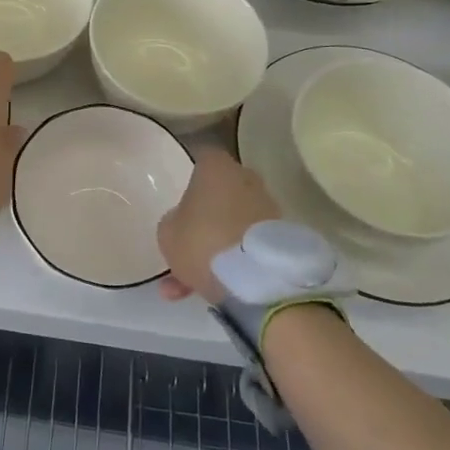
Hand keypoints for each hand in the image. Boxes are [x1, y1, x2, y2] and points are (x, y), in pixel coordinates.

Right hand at [157, 148, 280, 302]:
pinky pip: (247, 245)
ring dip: (215, 246)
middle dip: (204, 216)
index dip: (190, 176)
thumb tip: (183, 223)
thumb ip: (173, 221)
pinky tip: (211, 291)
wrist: (258, 282)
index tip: (180, 197)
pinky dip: (232, 263)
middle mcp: (246, 180)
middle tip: (185, 243)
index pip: (202, 158)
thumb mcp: (167, 233)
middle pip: (220, 192)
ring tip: (189, 284)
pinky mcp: (282, 238)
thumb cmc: (203, 242)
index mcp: (216, 167)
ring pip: (232, 223)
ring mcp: (267, 209)